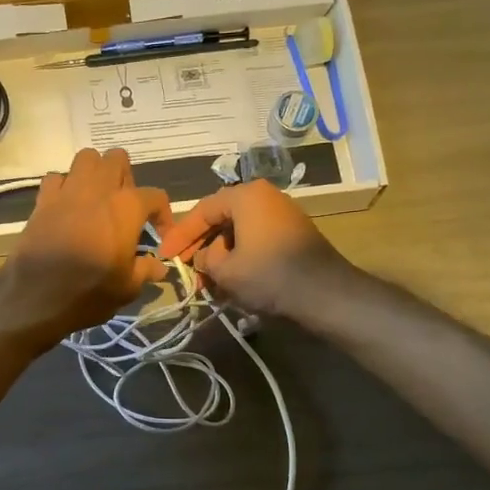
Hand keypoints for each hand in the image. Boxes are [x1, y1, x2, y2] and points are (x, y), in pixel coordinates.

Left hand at [0, 148, 171, 345]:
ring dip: (95, 173)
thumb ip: (146, 271)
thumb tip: (160, 267)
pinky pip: (56, 177)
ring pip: (86, 158)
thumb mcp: (127, 287)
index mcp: (127, 207)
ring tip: (96, 199)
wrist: (37, 295)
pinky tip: (67, 206)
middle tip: (124, 207)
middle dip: (125, 178)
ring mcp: (69, 190)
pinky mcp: (43, 199)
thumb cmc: (90, 291)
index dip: (163, 215)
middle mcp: (99, 189)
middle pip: (118, 159)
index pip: (155, 196)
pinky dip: (64, 186)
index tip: (159, 236)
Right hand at [155, 180, 348, 319]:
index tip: (165, 256)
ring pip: (239, 231)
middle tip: (184, 268)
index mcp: (246, 195)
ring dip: (219, 254)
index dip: (180, 236)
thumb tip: (203, 257)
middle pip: (221, 218)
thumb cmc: (268, 275)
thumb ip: (204, 258)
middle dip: (200, 246)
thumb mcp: (224, 270)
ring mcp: (282, 214)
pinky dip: (239, 256)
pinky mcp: (293, 234)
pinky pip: (256, 239)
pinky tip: (230, 279)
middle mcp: (265, 196)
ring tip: (206, 280)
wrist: (323, 293)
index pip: (202, 211)